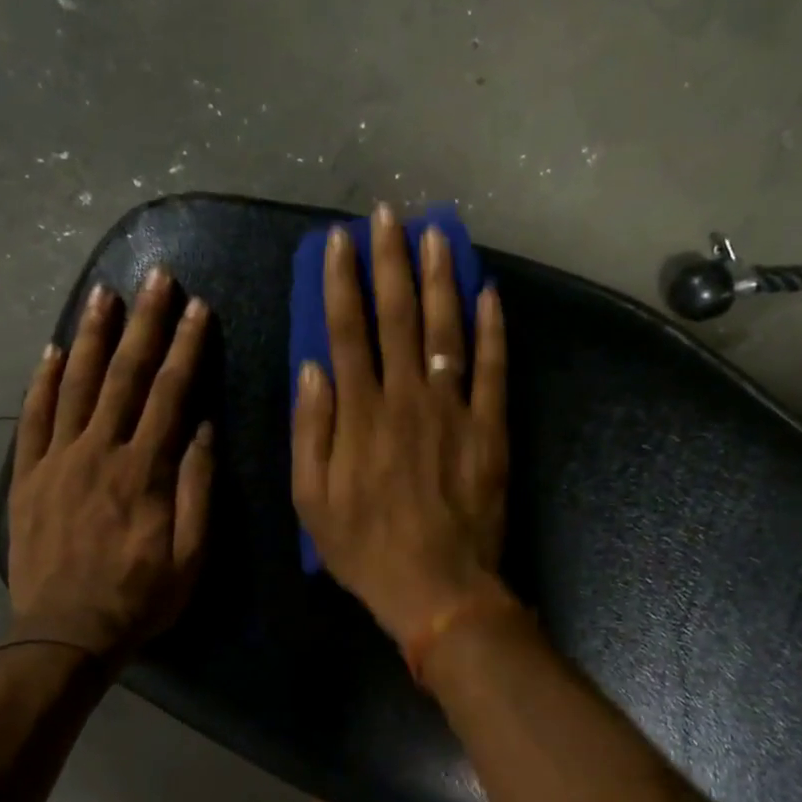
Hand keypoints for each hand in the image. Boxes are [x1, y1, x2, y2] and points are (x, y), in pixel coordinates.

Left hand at [5, 268, 212, 657]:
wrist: (64, 633)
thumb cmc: (140, 597)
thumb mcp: (191, 555)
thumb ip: (198, 489)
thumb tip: (204, 430)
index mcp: (144, 470)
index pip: (171, 394)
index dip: (187, 348)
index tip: (199, 308)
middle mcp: (99, 452)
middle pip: (125, 376)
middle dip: (144, 323)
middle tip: (156, 277)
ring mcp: (57, 460)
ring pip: (77, 384)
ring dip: (94, 336)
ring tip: (104, 293)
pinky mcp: (28, 476)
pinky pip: (33, 418)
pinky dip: (43, 381)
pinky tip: (54, 350)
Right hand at [292, 202, 508, 646]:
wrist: (436, 587)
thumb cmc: (365, 549)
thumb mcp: (311, 501)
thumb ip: (309, 431)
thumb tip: (312, 369)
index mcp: (359, 414)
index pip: (346, 330)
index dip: (341, 281)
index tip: (340, 241)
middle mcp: (406, 398)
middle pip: (397, 316)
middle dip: (390, 261)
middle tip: (388, 214)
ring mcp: (453, 410)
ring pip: (445, 329)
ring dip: (439, 277)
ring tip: (436, 233)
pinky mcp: (489, 429)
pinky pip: (493, 369)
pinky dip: (492, 329)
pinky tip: (488, 292)